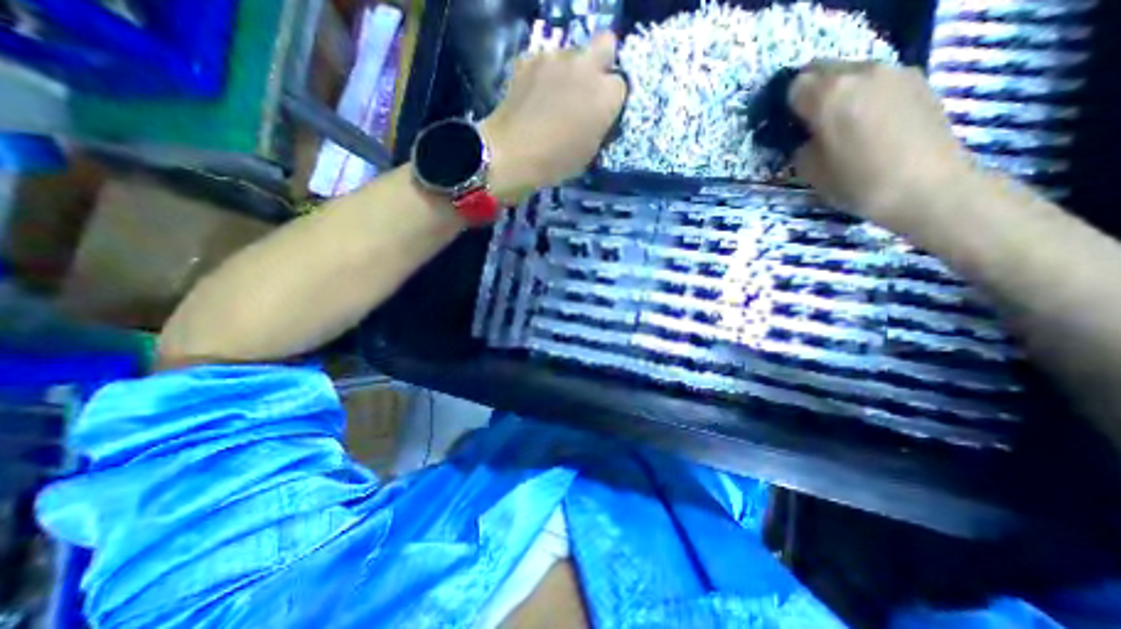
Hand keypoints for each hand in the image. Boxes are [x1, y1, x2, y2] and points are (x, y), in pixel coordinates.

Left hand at [479, 31, 626, 203]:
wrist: (514, 153)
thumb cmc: (557, 162)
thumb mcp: (590, 152)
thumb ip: (600, 125)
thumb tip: (598, 114)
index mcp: (606, 95)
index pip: (620, 85)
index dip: (610, 99)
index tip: (601, 112)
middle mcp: (586, 66)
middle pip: (605, 44)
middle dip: (600, 63)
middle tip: (585, 90)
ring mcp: (556, 58)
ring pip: (572, 53)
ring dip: (569, 71)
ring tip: (553, 97)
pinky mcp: (530, 58)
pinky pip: (545, 60)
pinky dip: (543, 74)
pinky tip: (534, 95)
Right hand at [786, 61, 983, 225]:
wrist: (926, 187)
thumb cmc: (857, 182)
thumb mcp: (810, 171)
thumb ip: (800, 146)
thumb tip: (803, 137)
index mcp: (829, 97)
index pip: (794, 86)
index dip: (787, 107)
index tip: (789, 127)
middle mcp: (861, 73)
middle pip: (822, 69)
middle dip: (810, 92)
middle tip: (809, 122)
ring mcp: (893, 72)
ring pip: (850, 72)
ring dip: (838, 91)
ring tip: (841, 122)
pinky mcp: (916, 79)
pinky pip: (875, 79)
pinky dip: (863, 93)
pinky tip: (868, 121)